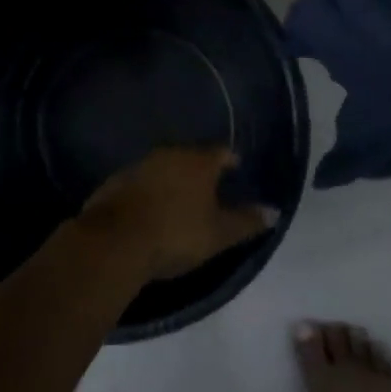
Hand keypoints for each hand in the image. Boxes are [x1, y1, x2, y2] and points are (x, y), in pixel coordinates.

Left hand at [80, 147, 276, 280]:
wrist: (116, 240)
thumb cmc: (176, 234)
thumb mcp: (219, 234)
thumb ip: (246, 221)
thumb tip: (274, 211)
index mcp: (198, 162)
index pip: (220, 152)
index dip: (229, 159)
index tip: (235, 167)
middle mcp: (169, 154)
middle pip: (190, 155)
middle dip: (200, 167)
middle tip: (209, 184)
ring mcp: (139, 164)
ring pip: (163, 166)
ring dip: (172, 177)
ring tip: (181, 196)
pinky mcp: (116, 180)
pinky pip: (141, 180)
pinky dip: (150, 189)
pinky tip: (151, 206)